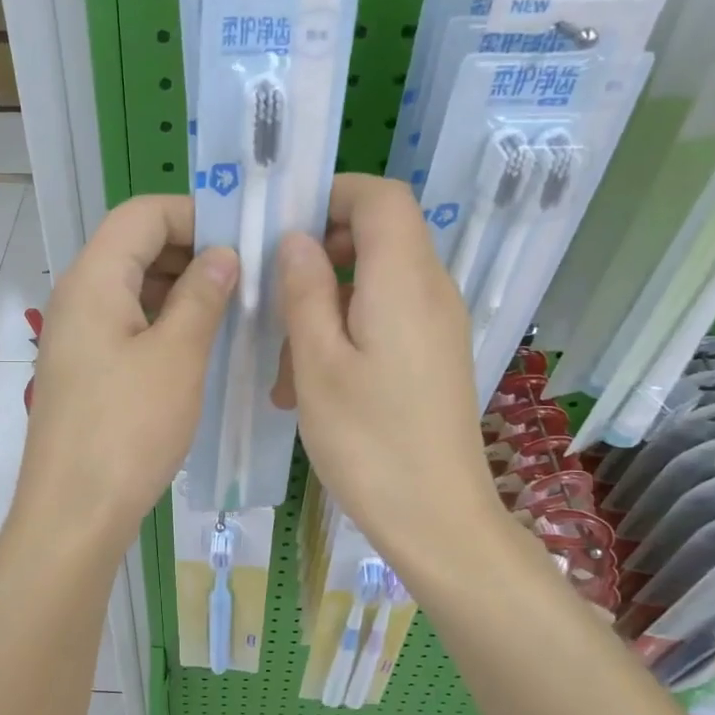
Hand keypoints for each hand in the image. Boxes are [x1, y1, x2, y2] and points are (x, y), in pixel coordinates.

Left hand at [18, 195, 237, 551]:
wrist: (74, 512)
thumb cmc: (128, 429)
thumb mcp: (177, 356)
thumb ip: (202, 296)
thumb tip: (222, 255)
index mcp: (94, 280)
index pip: (142, 213)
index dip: (194, 214)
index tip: (242, 238)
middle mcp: (77, 297)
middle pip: (135, 247)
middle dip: (191, 251)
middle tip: (247, 275)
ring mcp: (77, 336)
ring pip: (133, 289)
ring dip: (181, 290)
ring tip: (233, 310)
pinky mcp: (85, 370)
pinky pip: (127, 325)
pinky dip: (164, 322)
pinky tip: (200, 345)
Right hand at [278, 175, 509, 584]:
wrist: (436, 518)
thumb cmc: (368, 441)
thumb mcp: (317, 363)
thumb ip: (305, 291)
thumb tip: (298, 239)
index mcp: (404, 281)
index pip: (382, 197)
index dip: (333, 195)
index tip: (284, 226)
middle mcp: (432, 291)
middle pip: (379, 238)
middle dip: (321, 258)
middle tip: (275, 300)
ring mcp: (438, 326)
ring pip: (376, 286)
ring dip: (326, 308)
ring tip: (286, 368)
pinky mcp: (435, 357)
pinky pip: (388, 320)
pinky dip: (347, 335)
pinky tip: (314, 386)